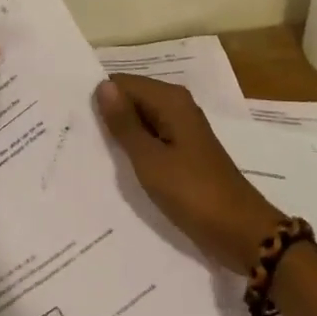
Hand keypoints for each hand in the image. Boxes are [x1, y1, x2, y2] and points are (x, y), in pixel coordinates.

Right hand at [95, 74, 284, 274]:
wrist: (241, 232)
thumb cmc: (193, 193)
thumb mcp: (150, 160)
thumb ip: (124, 123)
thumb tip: (102, 86)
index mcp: (170, 101)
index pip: (122, 83)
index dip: (100, 99)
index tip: (76, 120)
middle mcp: (177, 107)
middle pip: (132, 99)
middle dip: (108, 116)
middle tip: (79, 139)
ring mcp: (182, 130)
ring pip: (140, 120)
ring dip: (120, 134)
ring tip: (91, 153)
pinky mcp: (184, 152)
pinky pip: (151, 138)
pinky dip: (135, 148)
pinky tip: (117, 166)